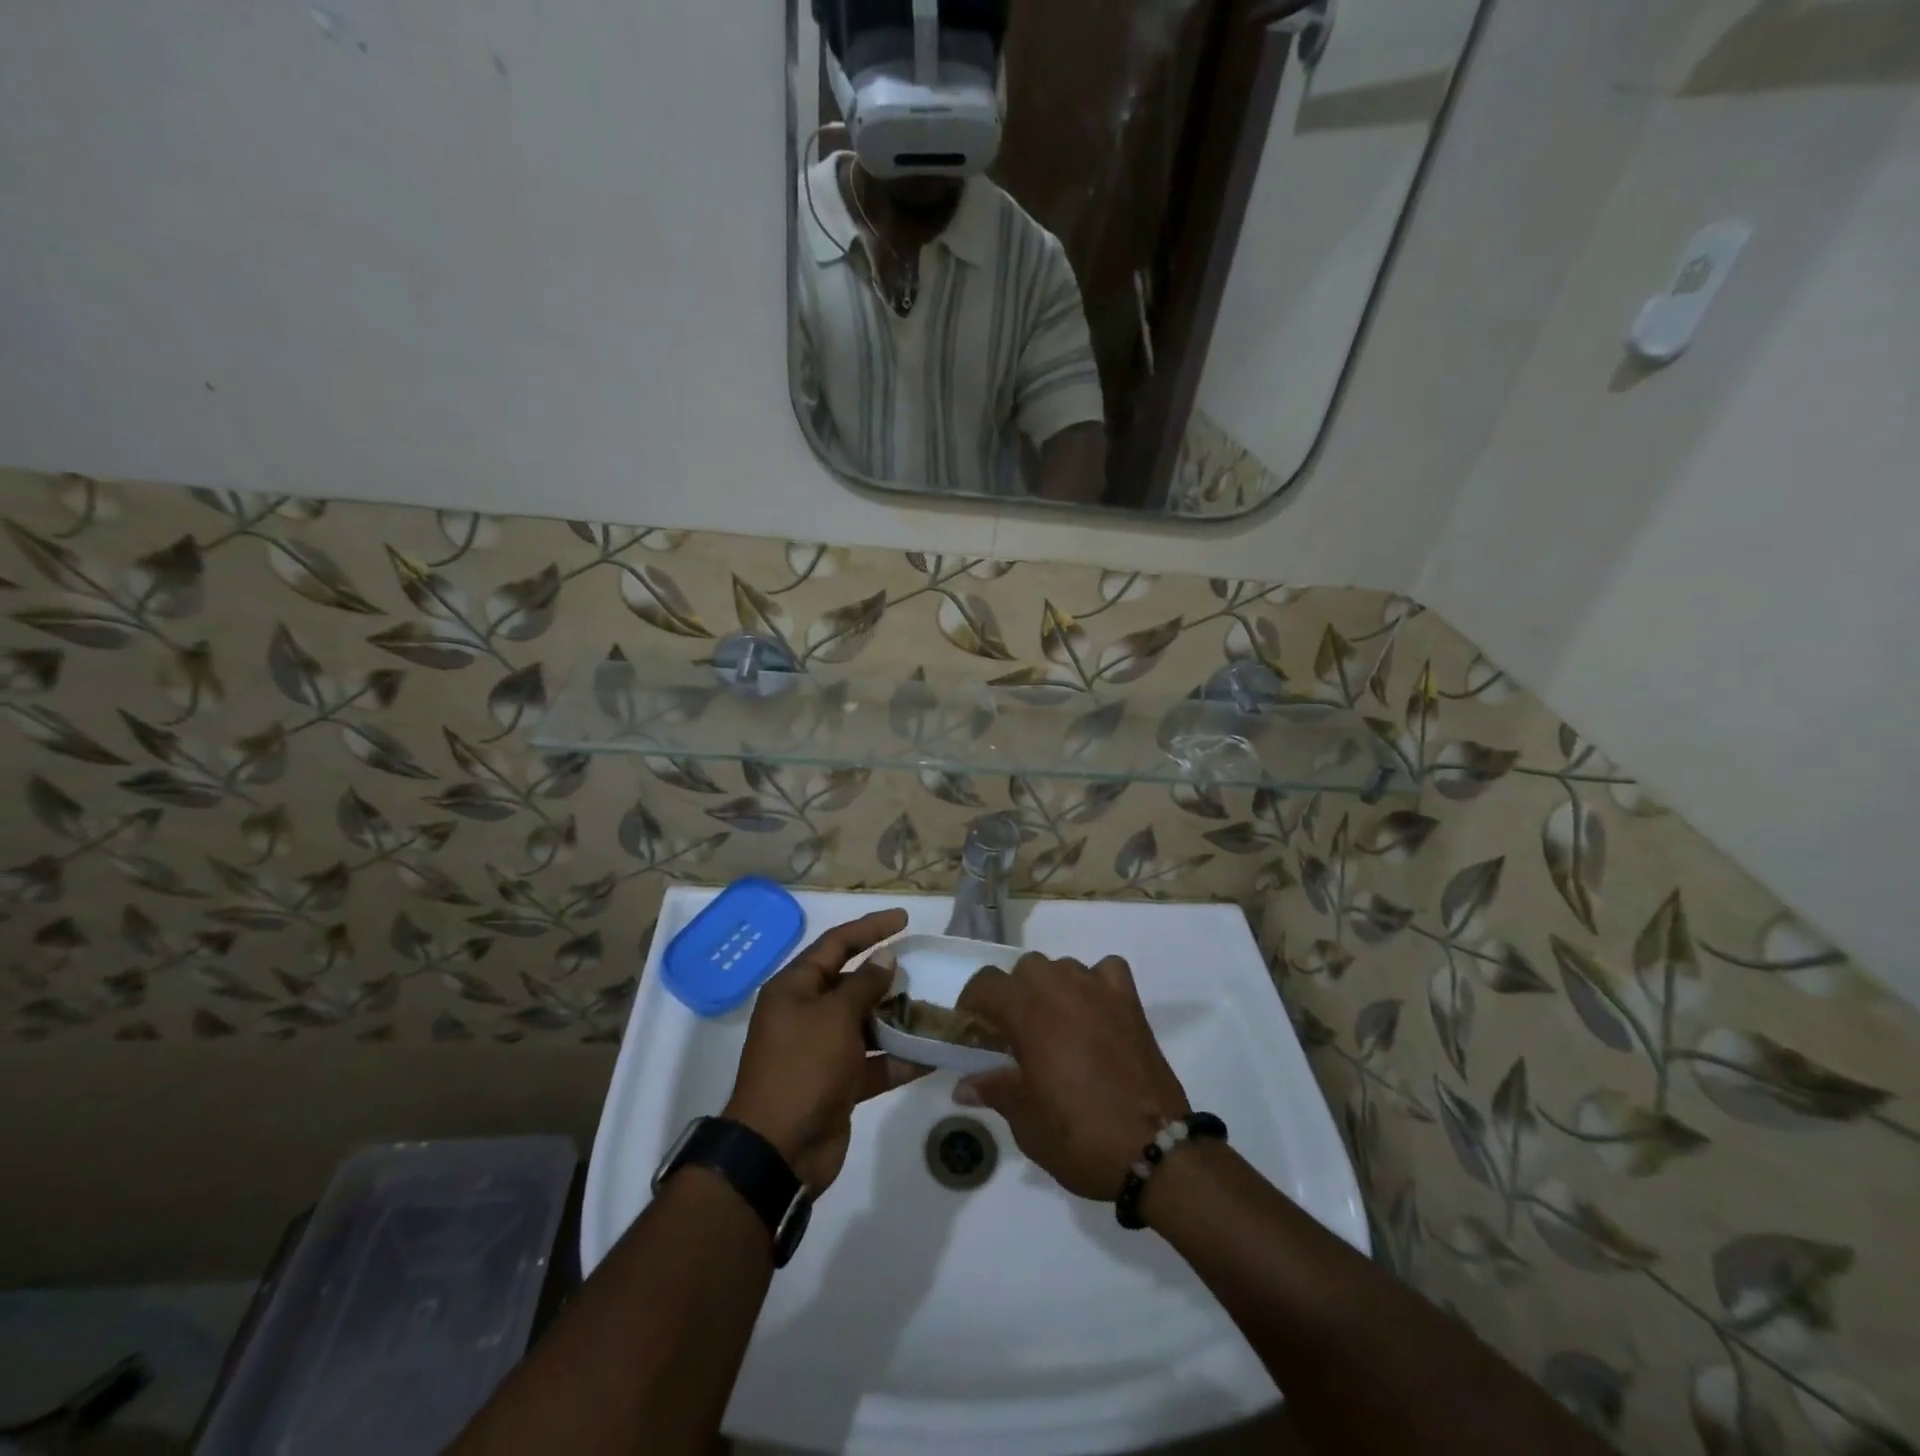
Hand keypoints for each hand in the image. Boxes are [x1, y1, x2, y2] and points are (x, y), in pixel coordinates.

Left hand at [724, 908, 927, 1191]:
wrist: (778, 1151)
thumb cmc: (803, 1068)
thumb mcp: (834, 1017)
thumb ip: (864, 985)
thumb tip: (885, 958)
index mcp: (795, 988)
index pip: (836, 944)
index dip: (870, 928)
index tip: (903, 919)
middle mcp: (806, 1014)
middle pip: (851, 983)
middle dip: (887, 977)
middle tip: (924, 967)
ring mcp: (822, 1050)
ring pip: (866, 1023)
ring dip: (898, 1018)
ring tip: (935, 1008)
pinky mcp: (839, 1084)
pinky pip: (874, 1062)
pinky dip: (899, 1059)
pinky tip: (933, 1055)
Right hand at [953, 953, 1190, 1201]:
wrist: (1154, 1150)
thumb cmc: (1080, 1137)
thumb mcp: (1027, 1123)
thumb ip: (995, 1091)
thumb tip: (964, 1084)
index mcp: (1029, 1015)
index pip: (986, 984)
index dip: (972, 1003)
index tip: (972, 1031)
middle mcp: (1062, 991)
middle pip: (1025, 968)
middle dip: (1013, 994)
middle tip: (1014, 1033)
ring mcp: (1099, 992)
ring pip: (1063, 966)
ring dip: (1051, 987)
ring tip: (1055, 1025)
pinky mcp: (1130, 1002)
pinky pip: (1106, 970)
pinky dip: (1095, 982)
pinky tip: (1094, 1010)